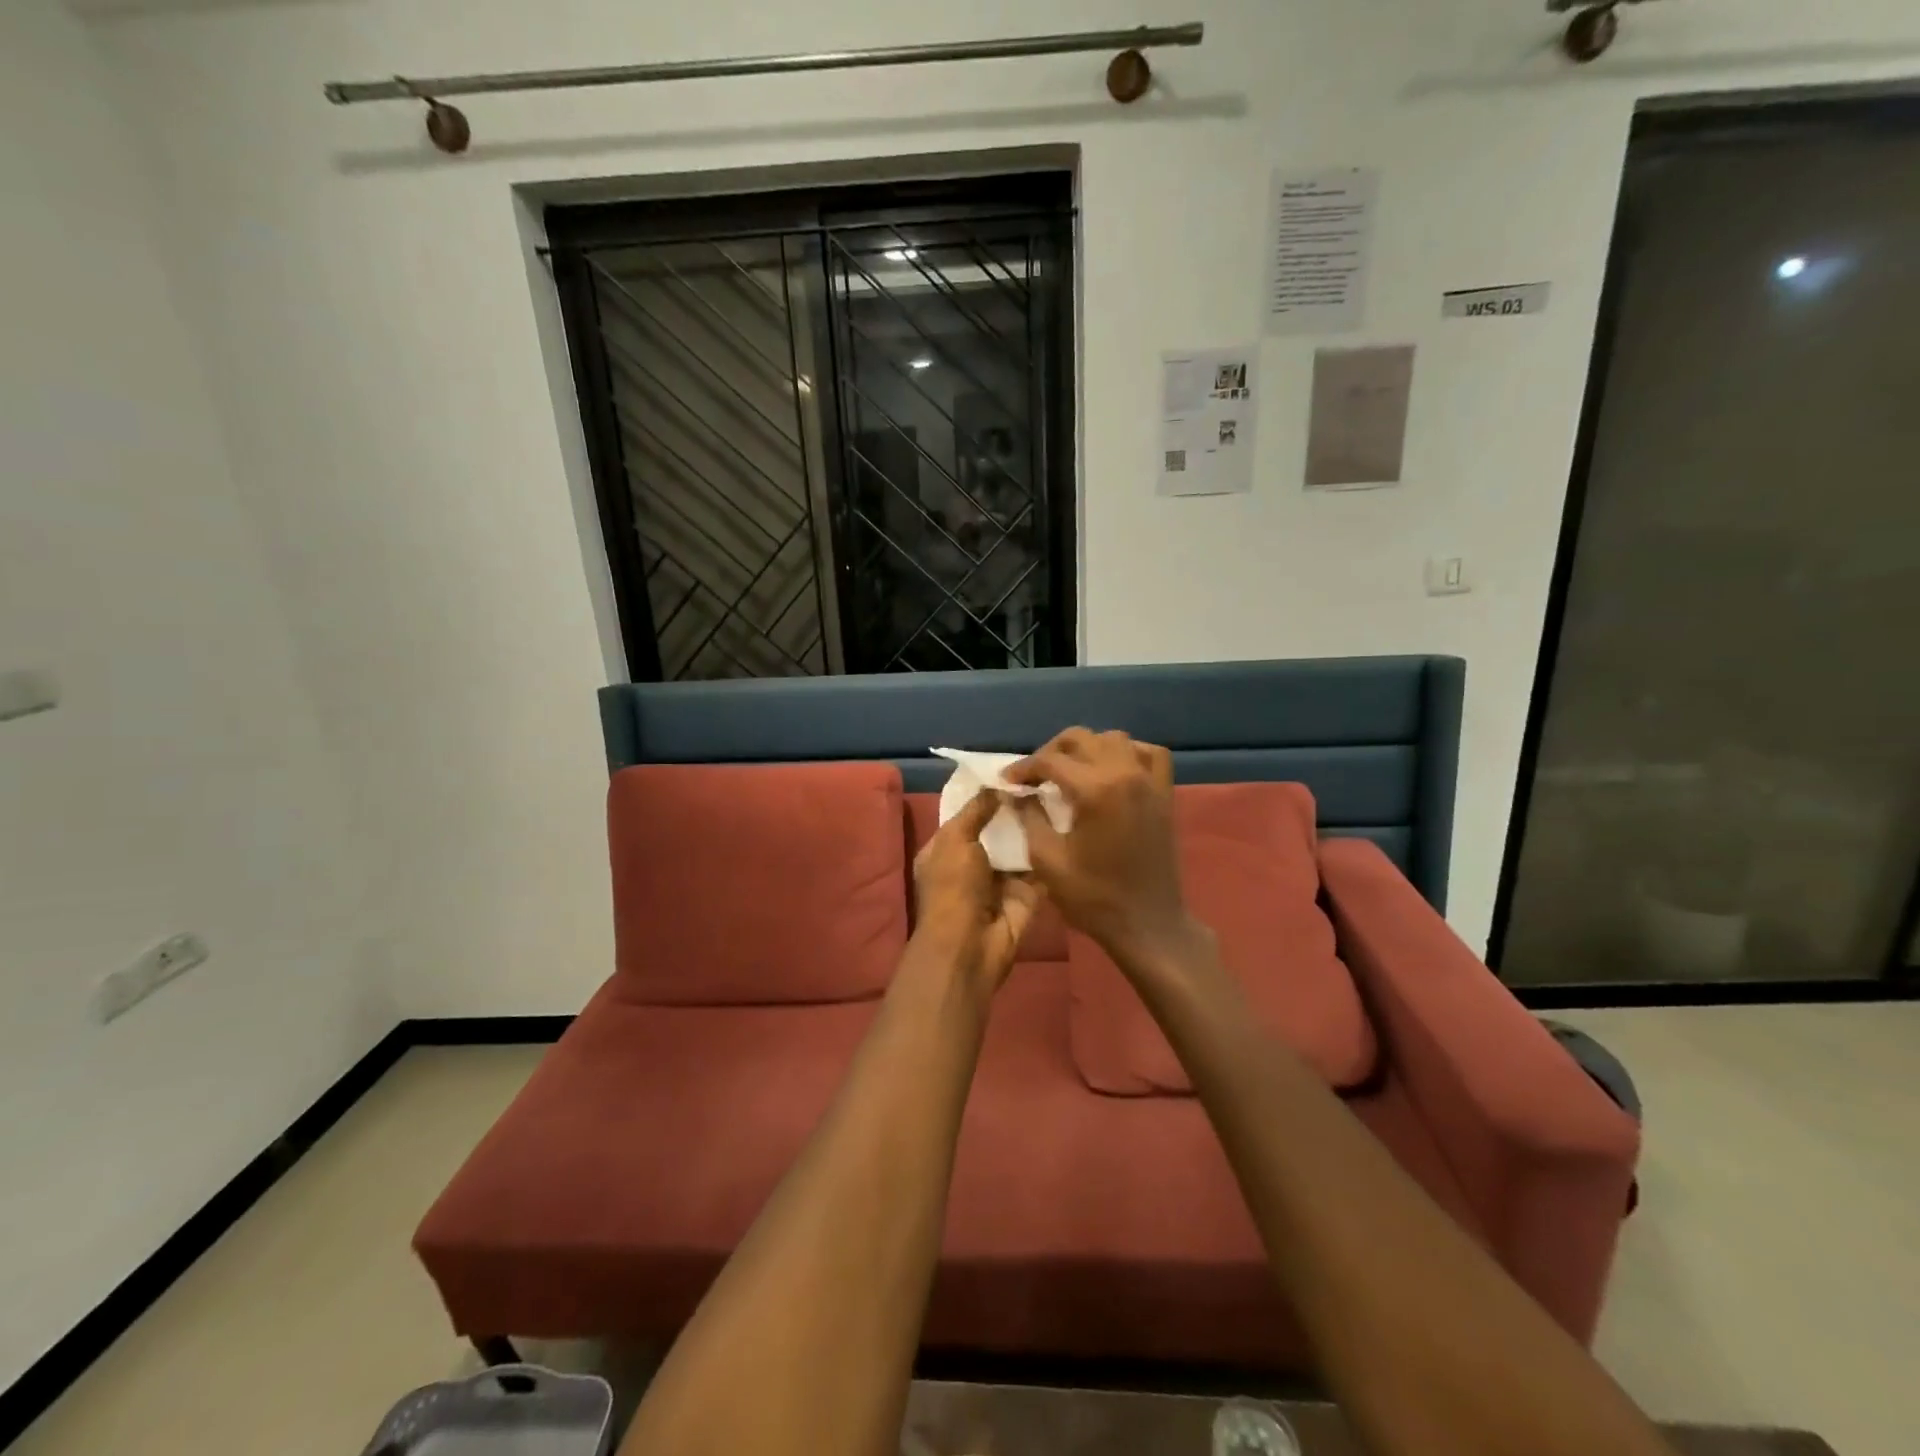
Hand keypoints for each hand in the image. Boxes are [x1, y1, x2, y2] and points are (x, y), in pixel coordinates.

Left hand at [911, 790, 1045, 990]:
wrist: (971, 945)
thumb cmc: (953, 887)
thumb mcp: (956, 839)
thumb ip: (976, 810)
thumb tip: (997, 786)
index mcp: (947, 849)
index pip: (968, 814)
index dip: (987, 795)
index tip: (1013, 771)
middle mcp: (974, 862)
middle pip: (998, 829)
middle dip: (1016, 809)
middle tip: (1044, 779)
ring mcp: (1002, 879)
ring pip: (1021, 846)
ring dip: (1036, 826)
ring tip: (1061, 793)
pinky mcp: (1028, 893)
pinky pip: (1041, 866)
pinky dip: (1052, 849)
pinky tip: (1070, 821)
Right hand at [1004, 728, 1196, 966]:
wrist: (1147, 924)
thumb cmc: (1093, 897)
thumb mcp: (1048, 860)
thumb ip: (1030, 817)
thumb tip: (1018, 794)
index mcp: (1095, 789)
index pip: (1050, 761)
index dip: (1024, 768)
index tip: (1007, 782)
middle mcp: (1125, 773)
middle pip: (1081, 738)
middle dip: (1051, 752)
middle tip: (1034, 776)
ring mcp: (1149, 781)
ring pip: (1114, 739)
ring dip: (1087, 748)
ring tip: (1069, 771)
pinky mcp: (1164, 794)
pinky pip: (1149, 754)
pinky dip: (1128, 752)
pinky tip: (1112, 769)